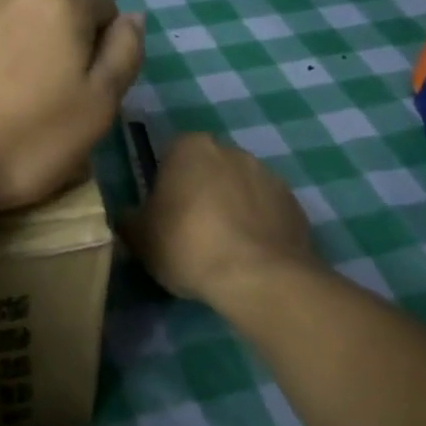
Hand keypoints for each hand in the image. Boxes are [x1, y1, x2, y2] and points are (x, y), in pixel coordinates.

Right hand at [123, 133, 319, 303]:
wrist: (259, 277)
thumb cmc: (187, 245)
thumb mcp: (139, 237)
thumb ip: (130, 219)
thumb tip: (130, 217)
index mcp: (190, 147)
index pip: (169, 155)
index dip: (164, 184)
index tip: (162, 214)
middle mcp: (231, 150)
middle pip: (207, 169)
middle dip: (200, 192)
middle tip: (189, 232)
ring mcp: (269, 175)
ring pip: (239, 189)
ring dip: (231, 208)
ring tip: (222, 249)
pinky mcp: (294, 205)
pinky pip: (266, 212)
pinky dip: (257, 227)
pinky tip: (248, 257)